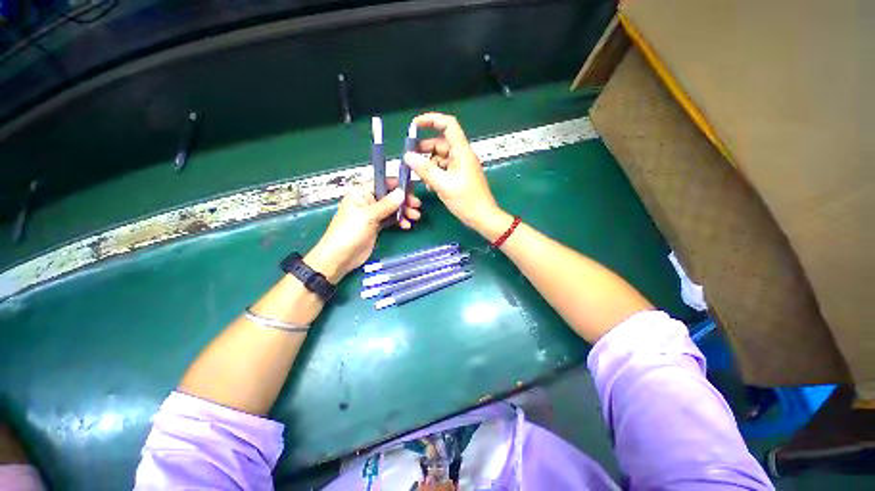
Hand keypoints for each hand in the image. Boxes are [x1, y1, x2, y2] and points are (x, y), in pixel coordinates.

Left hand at [306, 182, 421, 281]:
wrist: (340, 257)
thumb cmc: (349, 232)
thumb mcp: (368, 216)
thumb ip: (386, 204)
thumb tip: (401, 192)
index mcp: (361, 194)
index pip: (382, 183)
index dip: (398, 185)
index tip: (412, 190)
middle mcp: (368, 202)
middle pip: (390, 196)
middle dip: (404, 200)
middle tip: (417, 206)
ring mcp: (372, 215)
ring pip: (392, 209)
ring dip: (404, 211)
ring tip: (416, 217)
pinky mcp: (376, 226)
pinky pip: (390, 220)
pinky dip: (399, 221)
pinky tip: (406, 225)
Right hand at [403, 113, 505, 234]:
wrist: (483, 218)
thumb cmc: (466, 200)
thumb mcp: (443, 184)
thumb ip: (425, 169)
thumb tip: (408, 156)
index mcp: (462, 152)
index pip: (448, 125)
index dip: (431, 120)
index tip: (414, 125)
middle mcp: (462, 155)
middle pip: (441, 143)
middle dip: (424, 148)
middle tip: (409, 158)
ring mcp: (461, 167)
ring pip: (441, 158)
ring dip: (429, 164)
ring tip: (419, 176)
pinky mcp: (460, 177)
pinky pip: (444, 169)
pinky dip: (435, 174)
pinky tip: (430, 185)